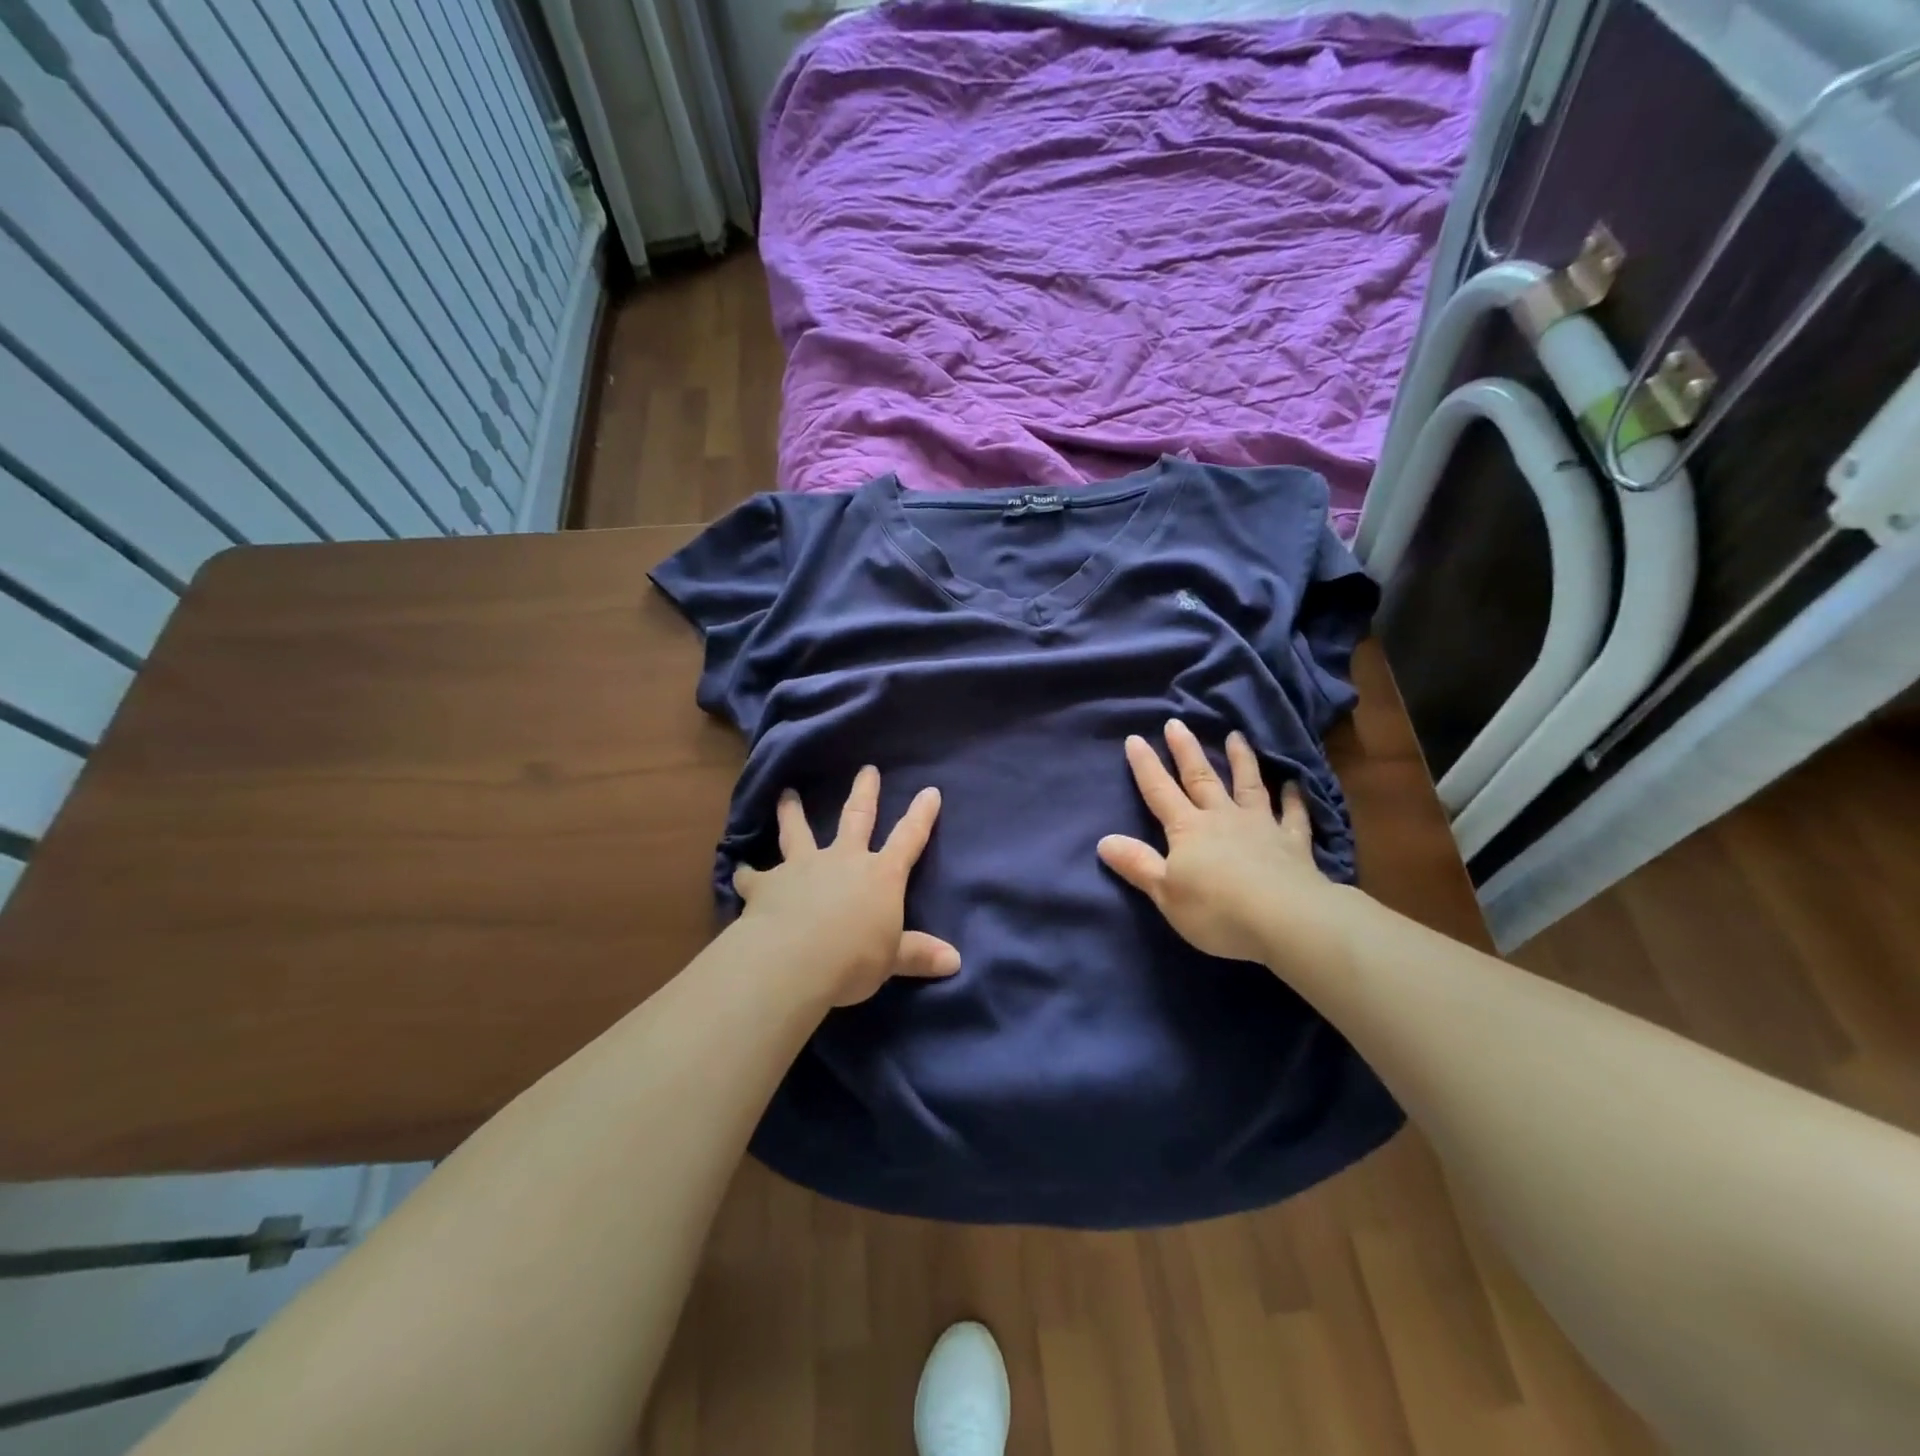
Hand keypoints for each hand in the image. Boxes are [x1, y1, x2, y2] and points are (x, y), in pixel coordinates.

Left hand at [733, 766, 961, 1006]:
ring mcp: (802, 867)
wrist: (794, 960)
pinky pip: (753, 876)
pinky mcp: (767, 884)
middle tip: (866, 768)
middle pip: (856, 817)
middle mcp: (843, 860)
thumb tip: (956, 962)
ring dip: (792, 812)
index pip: (908, 839)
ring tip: (786, 794)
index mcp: (880, 874)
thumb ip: (919, 954)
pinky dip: (746, 873)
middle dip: (864, 792)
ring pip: (798, 832)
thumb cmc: (854, 958)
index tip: (930, 791)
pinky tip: (738, 870)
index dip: (921, 815)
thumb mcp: (892, 959)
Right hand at [1098, 720, 1337, 965]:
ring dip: (1241, 760)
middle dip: (1186, 751)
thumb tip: (1104, 840)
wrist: (1286, 919)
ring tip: (1237, 736)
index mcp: (1188, 829)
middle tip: (1177, 723)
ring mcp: (1261, 826)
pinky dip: (1294, 799)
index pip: (1160, 791)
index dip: (1145, 766)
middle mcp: (1222, 818)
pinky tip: (1294, 784)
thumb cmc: (1217, 909)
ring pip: (1248, 786)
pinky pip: (1293, 815)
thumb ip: (1137, 864)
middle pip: (1201, 778)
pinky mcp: (1292, 843)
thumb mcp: (1165, 892)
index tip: (1135, 738)